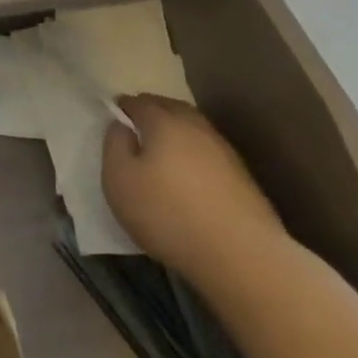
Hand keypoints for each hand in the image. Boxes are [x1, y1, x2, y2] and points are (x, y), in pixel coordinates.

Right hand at [102, 95, 285, 285]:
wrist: (240, 255)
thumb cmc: (166, 213)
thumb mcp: (119, 179)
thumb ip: (115, 145)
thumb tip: (122, 125)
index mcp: (164, 122)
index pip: (140, 102)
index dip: (124, 106)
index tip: (114, 114)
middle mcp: (197, 128)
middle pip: (172, 108)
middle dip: (153, 111)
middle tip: (136, 125)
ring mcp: (224, 151)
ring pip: (194, 128)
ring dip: (176, 130)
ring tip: (161, 148)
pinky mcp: (243, 177)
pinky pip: (209, 151)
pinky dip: (194, 152)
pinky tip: (188, 172)